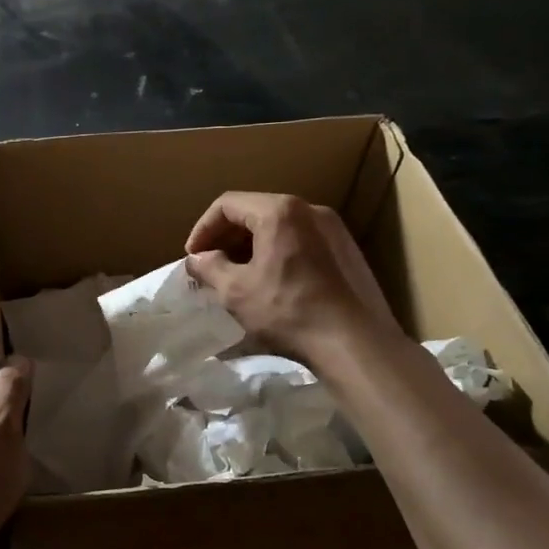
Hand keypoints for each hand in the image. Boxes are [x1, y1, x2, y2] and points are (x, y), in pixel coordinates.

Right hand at [183, 192, 399, 358]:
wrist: (356, 343)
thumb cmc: (288, 311)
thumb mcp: (236, 292)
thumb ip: (210, 268)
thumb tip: (197, 259)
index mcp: (279, 211)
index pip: (227, 205)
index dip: (203, 229)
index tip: (193, 256)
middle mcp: (309, 210)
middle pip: (256, 211)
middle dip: (227, 237)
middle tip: (212, 265)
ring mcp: (334, 229)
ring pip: (281, 226)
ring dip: (253, 245)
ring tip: (239, 275)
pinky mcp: (349, 251)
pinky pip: (303, 241)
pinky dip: (279, 252)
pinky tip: (274, 282)